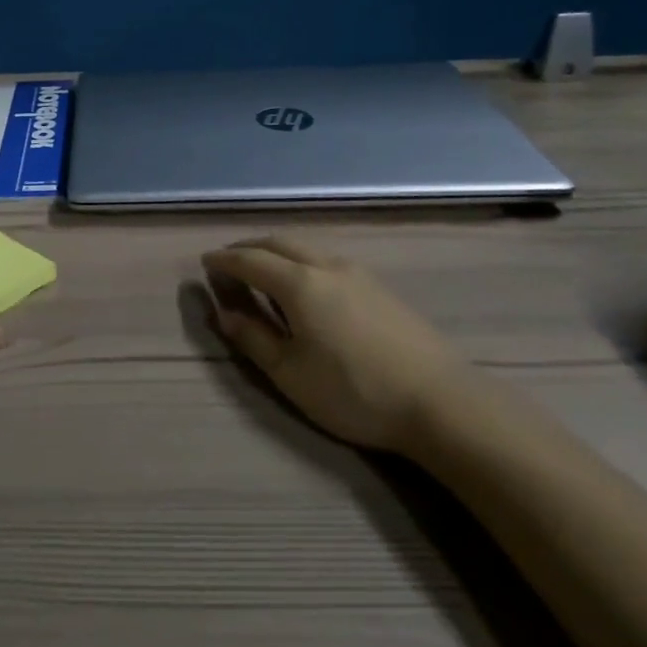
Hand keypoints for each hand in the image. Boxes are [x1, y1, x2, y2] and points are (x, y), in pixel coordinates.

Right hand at [201, 236, 473, 451]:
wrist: (441, 403)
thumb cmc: (354, 392)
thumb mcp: (291, 374)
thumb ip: (253, 339)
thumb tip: (223, 313)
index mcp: (299, 284)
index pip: (250, 260)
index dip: (224, 260)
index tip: (205, 263)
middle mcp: (326, 266)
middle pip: (279, 243)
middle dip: (248, 248)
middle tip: (229, 262)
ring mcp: (358, 274)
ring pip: (306, 249)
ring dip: (277, 252)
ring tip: (263, 271)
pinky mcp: (381, 288)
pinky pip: (327, 260)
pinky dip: (301, 262)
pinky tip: (305, 285)